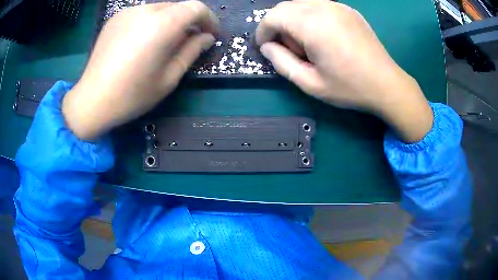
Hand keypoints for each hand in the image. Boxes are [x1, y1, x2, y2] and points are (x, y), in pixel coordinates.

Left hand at [62, 1, 219, 140]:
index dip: (209, 19)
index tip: (211, 35)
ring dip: (170, 21)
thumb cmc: (132, 96)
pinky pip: (142, 14)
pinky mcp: (116, 18)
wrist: (92, 101)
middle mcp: (145, 11)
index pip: (196, 8)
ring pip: (160, 9)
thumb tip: (206, 37)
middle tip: (189, 41)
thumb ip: (191, 52)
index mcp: (161, 25)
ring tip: (164, 43)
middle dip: (189, 21)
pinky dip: (151, 22)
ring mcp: (128, 12)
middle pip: (178, 6)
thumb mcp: (169, 78)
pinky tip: (143, 42)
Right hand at [256, 0, 432, 142]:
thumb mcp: (310, 83)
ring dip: (293, 21)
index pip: (273, 17)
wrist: (386, 84)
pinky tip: (322, 36)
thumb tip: (267, 47)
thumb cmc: (349, 87)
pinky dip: (310, 17)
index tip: (265, 47)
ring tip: (307, 44)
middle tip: (288, 48)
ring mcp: (337, 5)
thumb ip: (281, 62)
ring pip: (300, 5)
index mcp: (312, 25)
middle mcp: (323, 7)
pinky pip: (317, 6)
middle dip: (277, 26)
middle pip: (285, 7)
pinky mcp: (347, 9)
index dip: (263, 31)